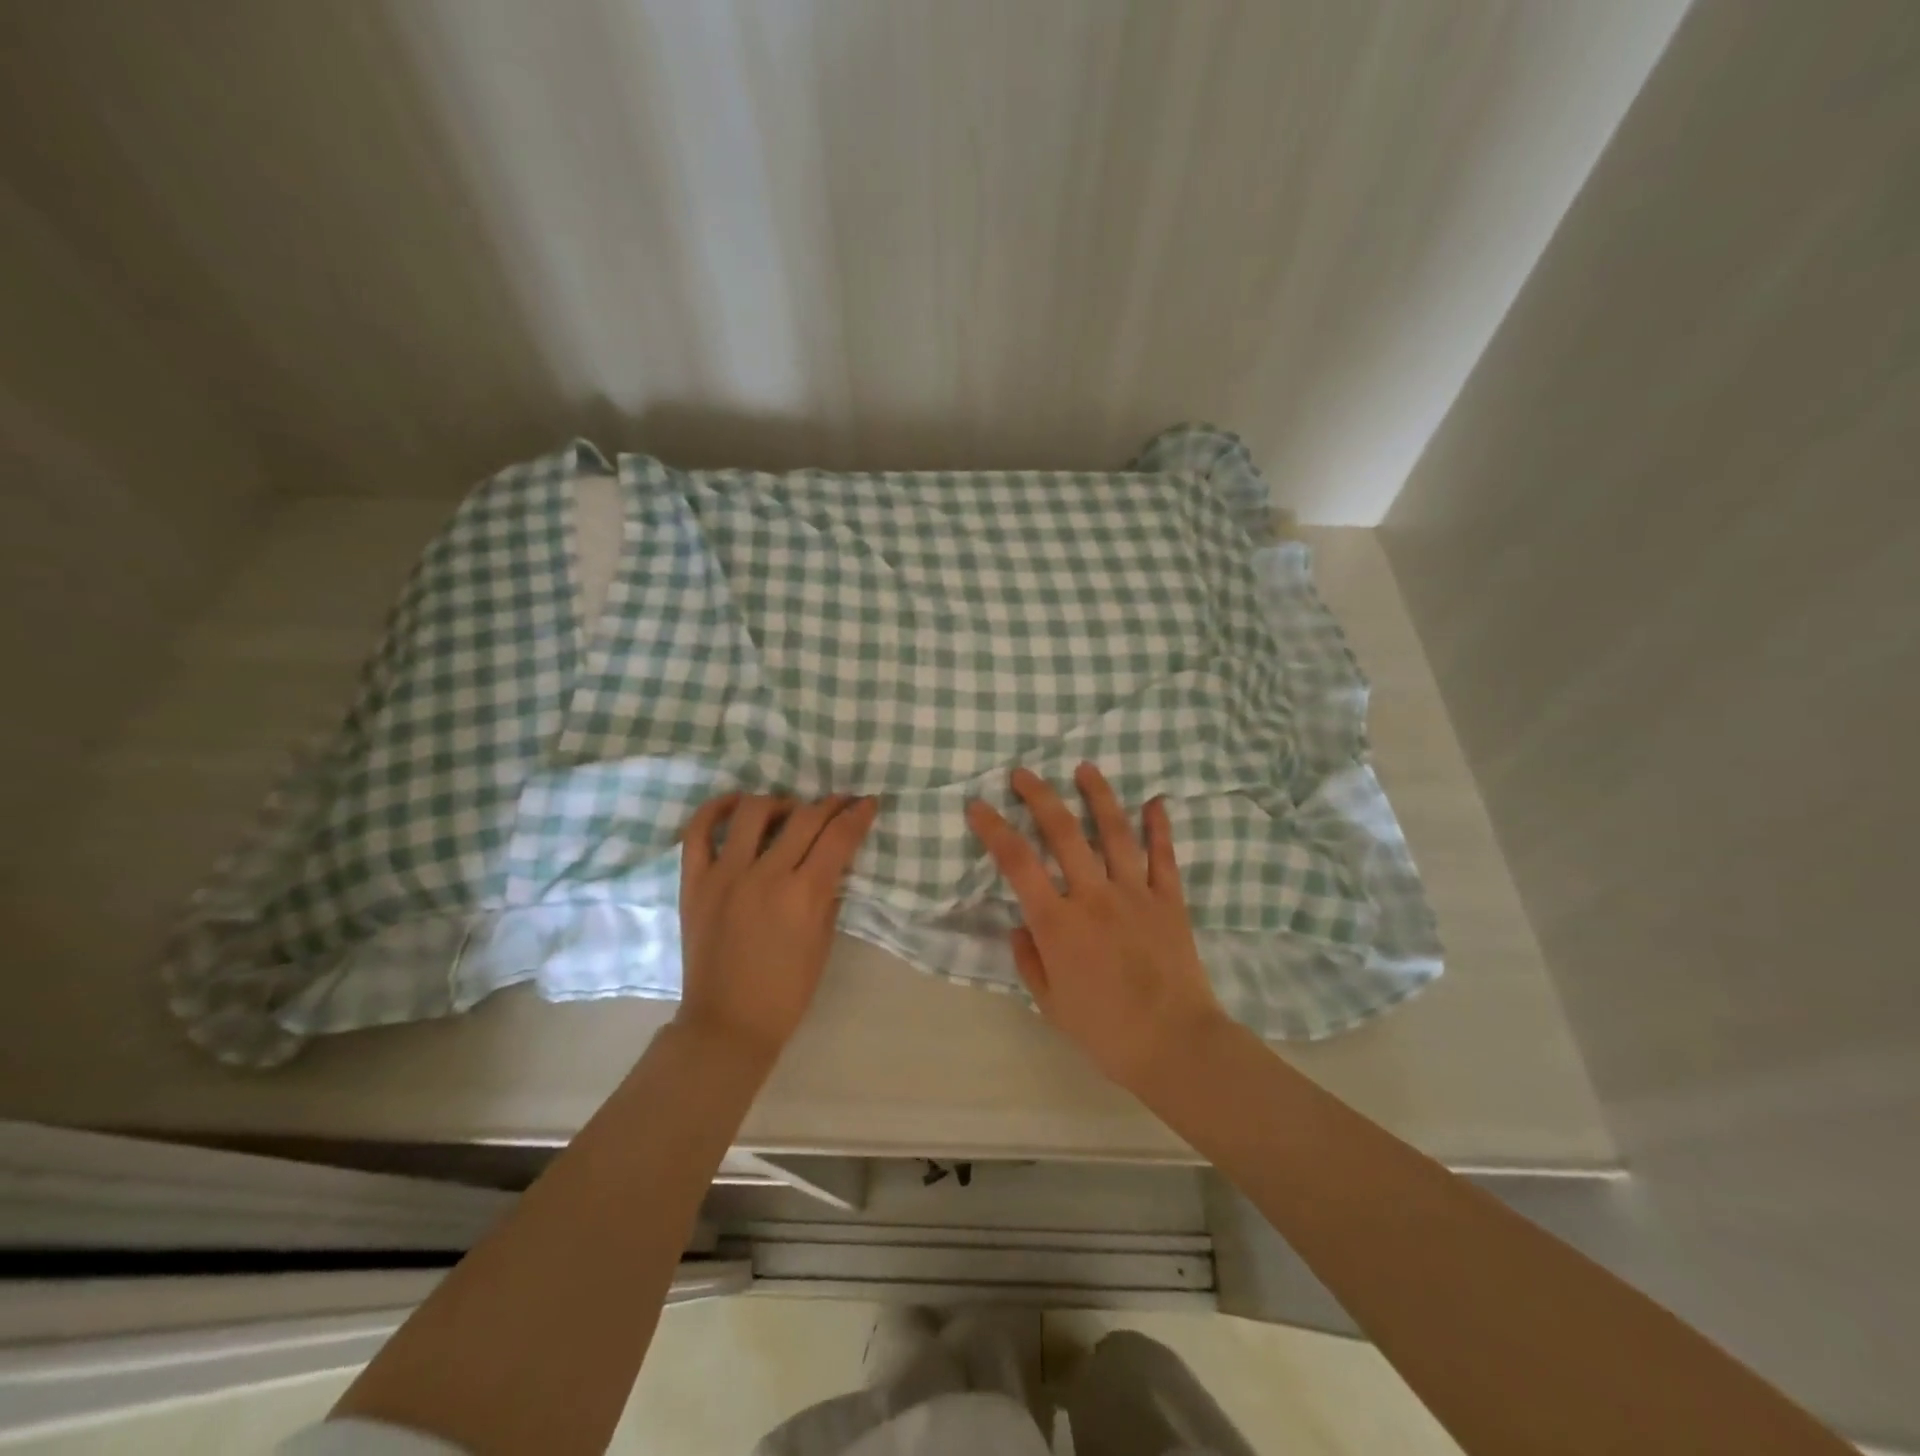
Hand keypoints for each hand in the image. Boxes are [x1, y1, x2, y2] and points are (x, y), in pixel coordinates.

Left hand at [676, 792, 879, 1060]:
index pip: (838, 837)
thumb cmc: (786, 991)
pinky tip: (736, 804)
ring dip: (780, 802)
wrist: (728, 1023)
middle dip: (830, 804)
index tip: (868, 803)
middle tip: (839, 803)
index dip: (858, 815)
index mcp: (804, 895)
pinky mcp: (694, 881)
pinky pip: (698, 831)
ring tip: (788, 812)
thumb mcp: (823, 942)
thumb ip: (829, 894)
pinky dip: (717, 809)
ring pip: (754, 811)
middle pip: (804, 817)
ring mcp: (725, 875)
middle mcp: (765, 875)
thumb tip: (833, 861)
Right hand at [966, 763, 1227, 1094]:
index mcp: (1058, 923)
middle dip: (1040, 797)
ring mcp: (1135, 893)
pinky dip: (1160, 827)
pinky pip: (1164, 856)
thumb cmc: (1105, 1031)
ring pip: (1115, 832)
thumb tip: (1019, 926)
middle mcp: (1094, 896)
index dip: (994, 829)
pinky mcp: (1170, 900)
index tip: (977, 805)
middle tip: (1023, 773)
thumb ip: (1029, 960)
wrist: (1174, 1045)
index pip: (1017, 863)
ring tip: (1085, 767)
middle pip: (1063, 833)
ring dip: (1098, 795)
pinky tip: (1156, 801)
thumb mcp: (1050, 1002)